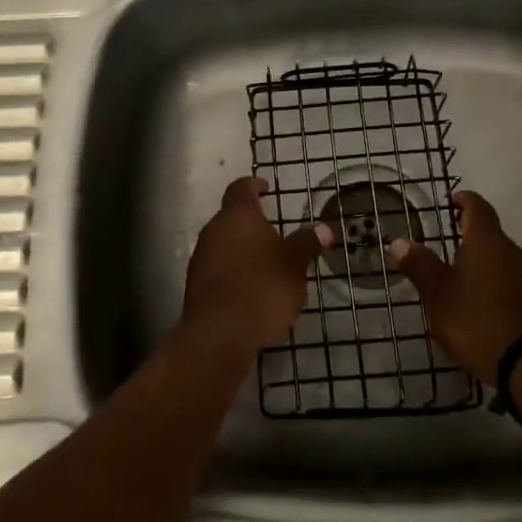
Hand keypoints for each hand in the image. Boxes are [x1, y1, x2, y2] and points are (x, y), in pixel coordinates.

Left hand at [181, 177, 334, 357]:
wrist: (219, 336)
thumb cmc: (261, 288)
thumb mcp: (294, 265)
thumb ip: (307, 243)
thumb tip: (324, 227)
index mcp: (237, 215)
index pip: (241, 188)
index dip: (255, 185)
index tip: (267, 189)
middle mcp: (214, 230)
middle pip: (231, 216)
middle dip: (252, 222)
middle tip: (275, 231)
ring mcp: (201, 258)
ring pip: (224, 243)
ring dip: (242, 248)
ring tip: (267, 264)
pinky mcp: (196, 286)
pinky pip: (218, 268)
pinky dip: (234, 270)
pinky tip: (251, 289)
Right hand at [388, 191, 521, 382]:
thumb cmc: (476, 320)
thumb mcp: (438, 294)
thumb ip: (420, 265)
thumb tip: (399, 241)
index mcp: (486, 241)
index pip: (477, 206)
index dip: (463, 200)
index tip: (450, 200)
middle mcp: (510, 251)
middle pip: (490, 230)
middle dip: (469, 230)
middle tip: (447, 236)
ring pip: (500, 255)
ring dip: (481, 256)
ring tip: (458, 269)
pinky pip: (508, 277)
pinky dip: (491, 277)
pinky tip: (477, 297)